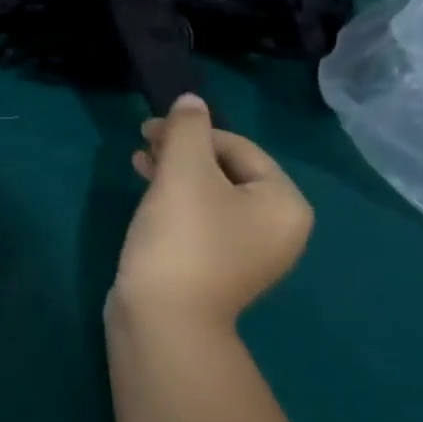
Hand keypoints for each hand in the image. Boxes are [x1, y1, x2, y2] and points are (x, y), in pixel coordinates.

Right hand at [111, 93, 312, 329]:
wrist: (163, 321)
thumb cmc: (181, 239)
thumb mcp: (183, 172)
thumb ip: (187, 129)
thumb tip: (191, 100)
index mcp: (284, 203)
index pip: (239, 148)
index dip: (193, 131)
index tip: (149, 128)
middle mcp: (277, 229)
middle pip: (226, 172)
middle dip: (182, 152)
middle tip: (143, 143)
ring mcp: (249, 254)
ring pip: (210, 197)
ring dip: (174, 175)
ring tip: (138, 165)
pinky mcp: (218, 270)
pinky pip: (201, 223)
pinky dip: (176, 205)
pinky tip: (147, 198)